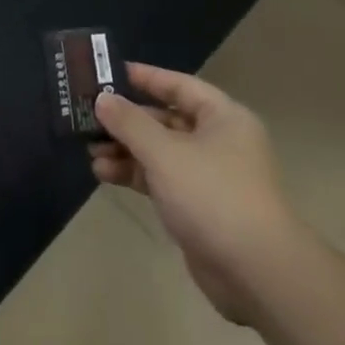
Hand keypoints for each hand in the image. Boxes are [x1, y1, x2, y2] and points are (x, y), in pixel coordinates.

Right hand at [91, 65, 297, 324]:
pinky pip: (160, 179)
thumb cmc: (212, 195)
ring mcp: (208, 176)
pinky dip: (134, 174)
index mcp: (222, 117)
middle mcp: (218, 141)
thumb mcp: (165, 152)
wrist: (256, 272)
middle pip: (165, 119)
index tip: (108, 72)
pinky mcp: (197, 207)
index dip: (145, 77)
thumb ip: (130, 123)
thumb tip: (102, 98)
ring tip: (90, 150)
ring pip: (159, 152)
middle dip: (127, 120)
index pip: (178, 85)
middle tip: (88, 116)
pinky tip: (103, 173)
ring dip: (125, 149)